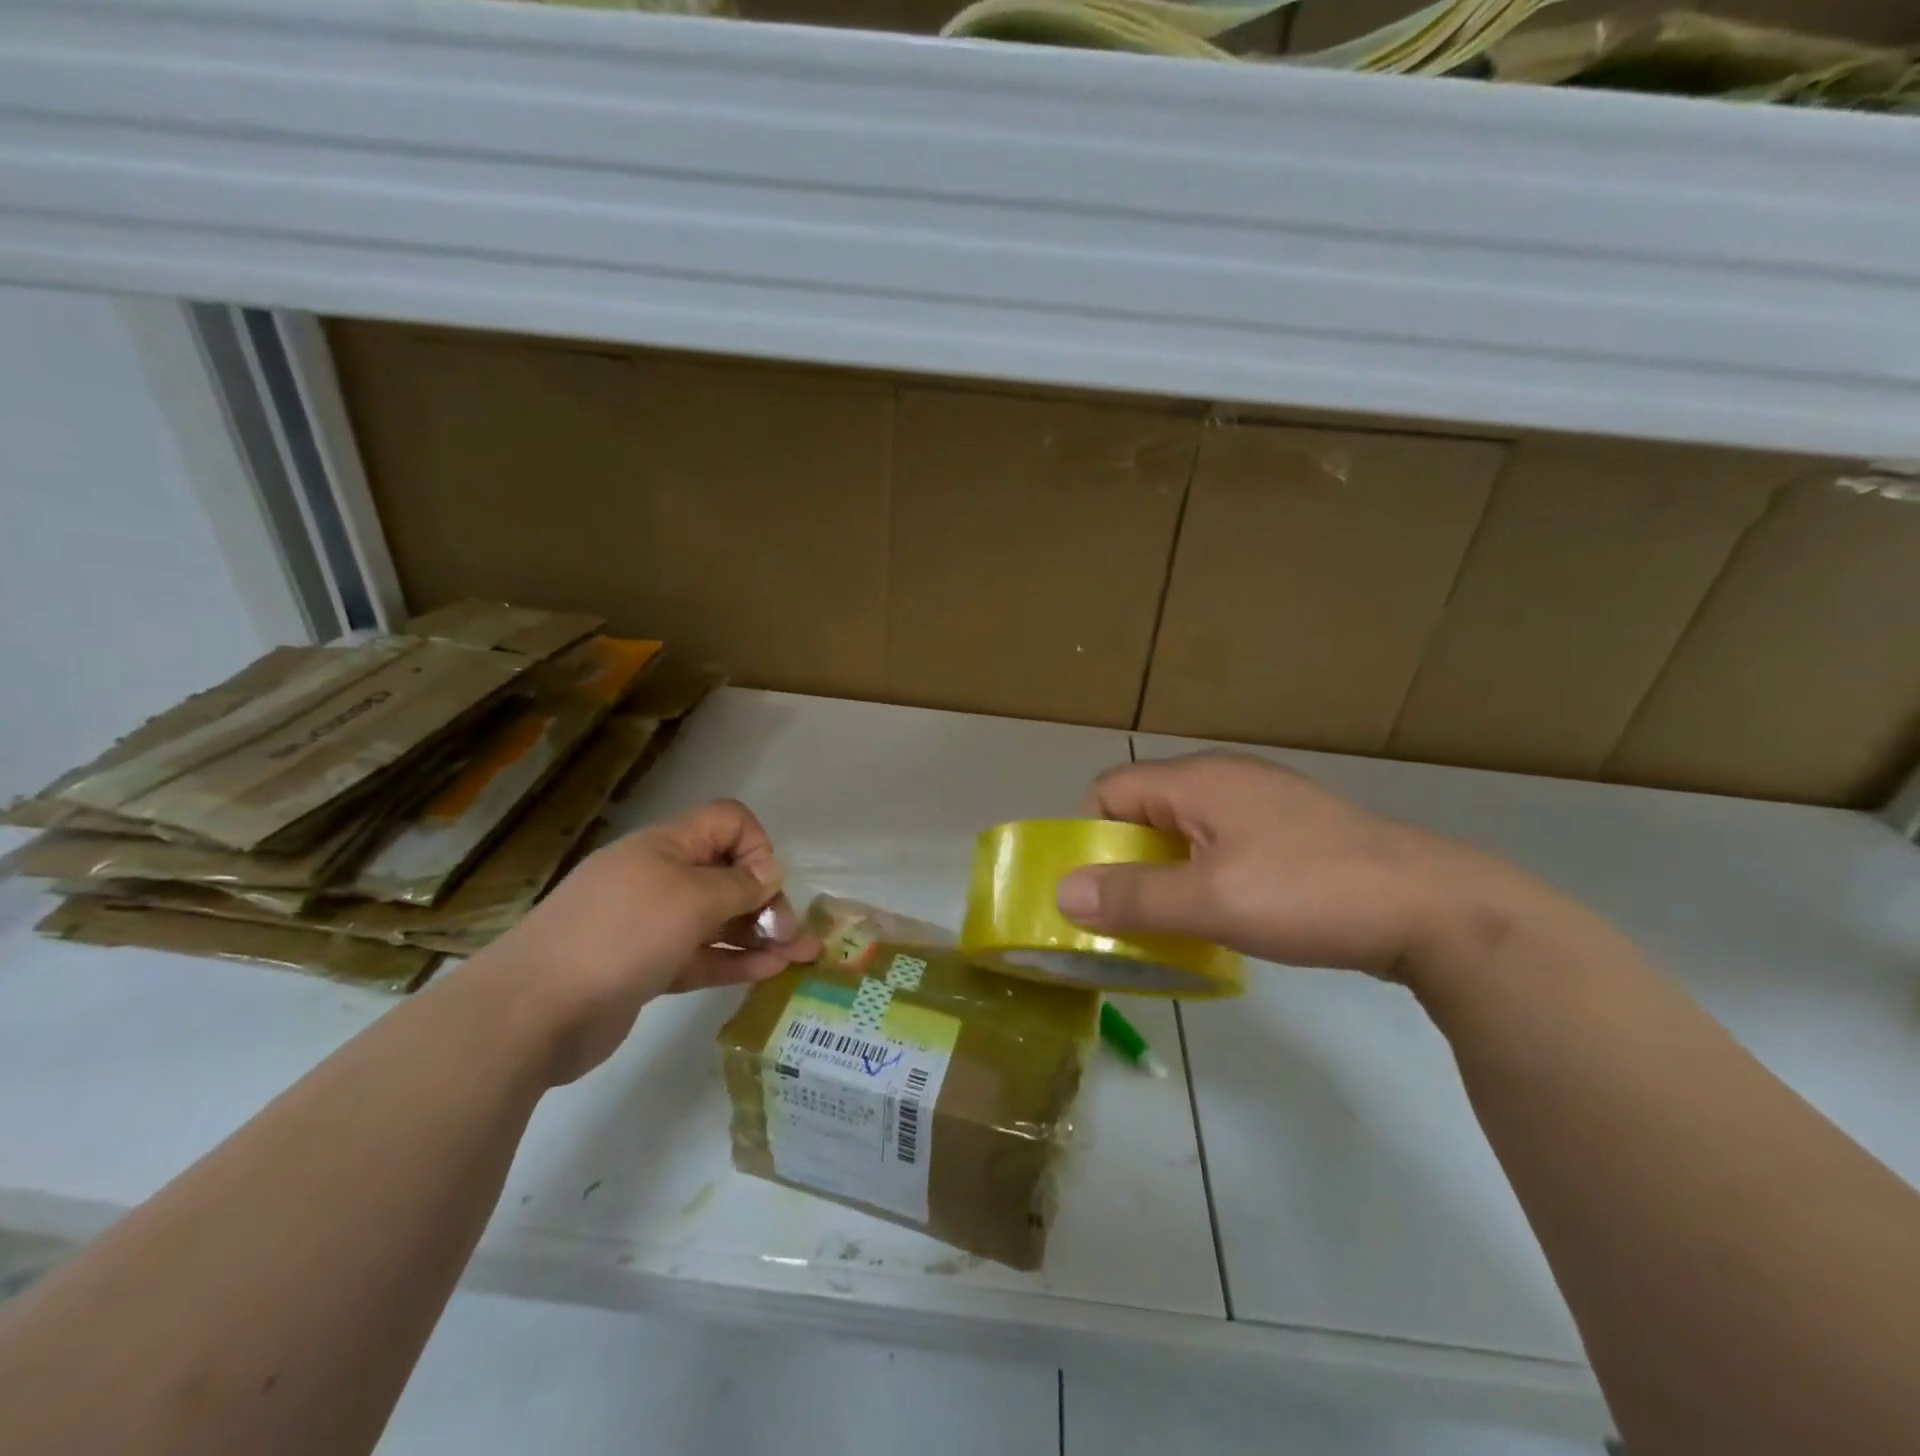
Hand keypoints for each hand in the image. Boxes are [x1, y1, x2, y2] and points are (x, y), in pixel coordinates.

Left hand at [481, 800, 821, 1082]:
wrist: (532, 1011)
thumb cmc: (620, 935)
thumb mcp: (692, 897)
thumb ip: (740, 885)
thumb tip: (766, 880)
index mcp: (666, 846)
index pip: (727, 822)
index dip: (757, 846)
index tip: (766, 886)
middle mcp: (660, 878)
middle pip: (728, 874)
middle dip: (768, 899)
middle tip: (792, 934)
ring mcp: (651, 925)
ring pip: (718, 920)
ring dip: (760, 933)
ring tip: (800, 955)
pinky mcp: (646, 968)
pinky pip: (701, 956)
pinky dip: (735, 960)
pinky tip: (770, 971)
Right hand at [1055, 751, 1539, 984]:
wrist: (1432, 907)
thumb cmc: (1308, 894)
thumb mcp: (1211, 902)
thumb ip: (1133, 896)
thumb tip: (1063, 890)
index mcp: (1197, 780)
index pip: (1110, 789)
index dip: (1090, 835)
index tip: (1097, 889)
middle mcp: (1224, 777)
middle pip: (1146, 808)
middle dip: (1127, 859)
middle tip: (1128, 914)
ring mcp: (1263, 801)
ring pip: (1186, 829)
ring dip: (1167, 872)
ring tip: (1174, 922)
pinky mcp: (1291, 829)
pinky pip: (1224, 843)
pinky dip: (1206, 874)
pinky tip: (1227, 914)